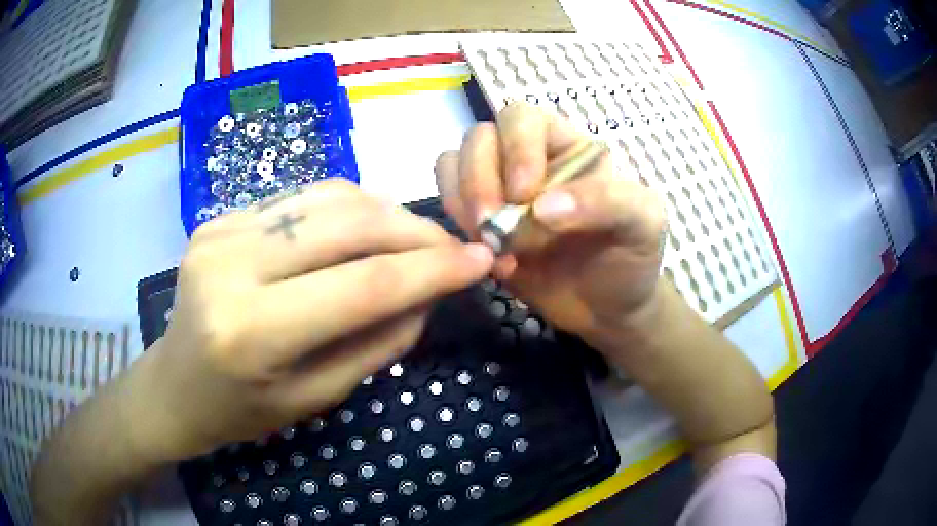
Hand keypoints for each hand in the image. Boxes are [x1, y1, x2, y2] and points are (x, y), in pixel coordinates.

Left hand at [127, 180, 493, 462]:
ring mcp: (220, 230)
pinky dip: (346, 209)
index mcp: (251, 331)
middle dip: (415, 231)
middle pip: (348, 224)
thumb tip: (429, 293)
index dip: (432, 269)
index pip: (363, 285)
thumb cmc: (242, 410)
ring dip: (385, 212)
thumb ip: (378, 342)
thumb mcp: (317, 397)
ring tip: (415, 238)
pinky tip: (365, 230)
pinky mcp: (220, 216)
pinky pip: (300, 198)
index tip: (481, 260)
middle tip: (453, 247)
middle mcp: (230, 266)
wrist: (174, 384)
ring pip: (328, 197)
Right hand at [435, 103, 666, 340]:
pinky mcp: (482, 224)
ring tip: (492, 246)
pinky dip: (457, 226)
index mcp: (567, 145)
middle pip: (479, 138)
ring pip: (454, 164)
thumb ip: (607, 201)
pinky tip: (490, 259)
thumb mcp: (644, 222)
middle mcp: (529, 159)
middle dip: (479, 179)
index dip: (516, 148)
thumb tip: (540, 209)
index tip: (524, 196)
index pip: (522, 119)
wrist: (608, 310)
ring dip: (464, 202)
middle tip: (492, 224)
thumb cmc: (631, 258)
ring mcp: (500, 191)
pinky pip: (449, 203)